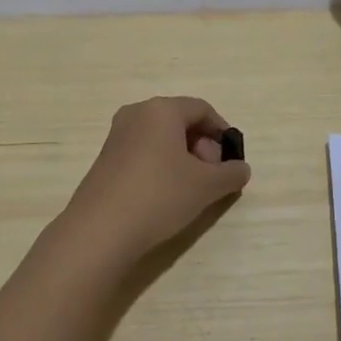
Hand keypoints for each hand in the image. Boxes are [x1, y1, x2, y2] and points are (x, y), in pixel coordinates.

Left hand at [60, 96, 250, 262]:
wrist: (100, 231)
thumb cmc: (159, 195)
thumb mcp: (206, 186)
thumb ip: (231, 174)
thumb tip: (240, 169)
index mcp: (162, 109)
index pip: (202, 109)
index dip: (222, 132)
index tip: (231, 161)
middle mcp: (137, 113)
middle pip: (181, 121)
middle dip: (203, 146)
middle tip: (211, 177)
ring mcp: (117, 136)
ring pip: (161, 138)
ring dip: (183, 158)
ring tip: (190, 190)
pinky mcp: (105, 159)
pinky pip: (143, 152)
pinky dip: (161, 166)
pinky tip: (165, 196)